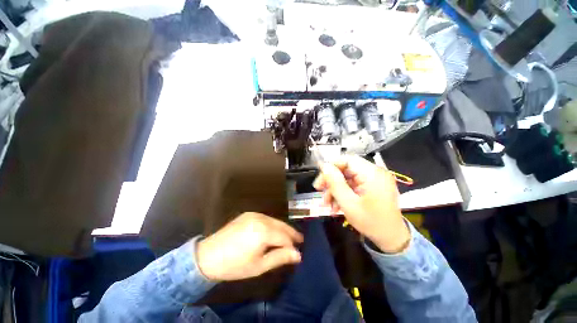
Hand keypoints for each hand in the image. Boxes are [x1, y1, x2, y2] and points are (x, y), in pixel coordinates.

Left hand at [196, 212, 303, 280]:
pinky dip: (273, 225)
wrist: (208, 256)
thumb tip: (298, 254)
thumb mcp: (259, 266)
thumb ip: (280, 258)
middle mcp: (260, 218)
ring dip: (282, 228)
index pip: (284, 237)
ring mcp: (254, 214)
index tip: (298, 252)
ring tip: (290, 237)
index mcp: (263, 231)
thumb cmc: (234, 265)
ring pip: (274, 220)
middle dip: (291, 233)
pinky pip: (266, 218)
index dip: (291, 245)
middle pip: (281, 225)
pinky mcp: (248, 214)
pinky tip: (274, 231)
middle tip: (300, 240)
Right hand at [313, 156, 409, 253]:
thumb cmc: (371, 222)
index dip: (331, 166)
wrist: (391, 238)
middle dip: (331, 181)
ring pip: (347, 178)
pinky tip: (336, 205)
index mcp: (372, 173)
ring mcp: (373, 179)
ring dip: (335, 189)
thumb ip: (335, 183)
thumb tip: (324, 166)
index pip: (347, 160)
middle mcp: (374, 172)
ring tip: (327, 204)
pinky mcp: (371, 186)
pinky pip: (353, 185)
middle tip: (319, 191)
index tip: (320, 179)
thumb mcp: (348, 203)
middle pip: (346, 169)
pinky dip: (343, 193)